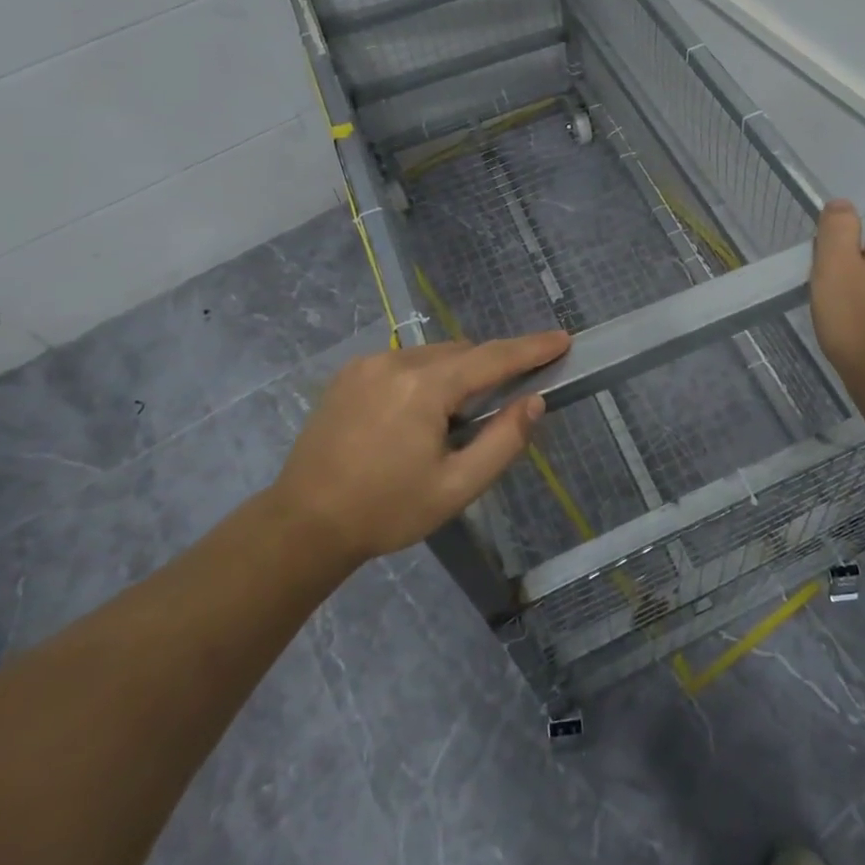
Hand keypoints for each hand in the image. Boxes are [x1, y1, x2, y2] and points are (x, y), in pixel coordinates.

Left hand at [272, 331, 569, 562]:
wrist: (302, 526)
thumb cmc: (387, 511)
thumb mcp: (457, 488)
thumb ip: (503, 441)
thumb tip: (534, 401)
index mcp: (425, 387)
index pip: (492, 358)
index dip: (531, 348)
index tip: (562, 339)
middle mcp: (396, 361)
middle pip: (462, 352)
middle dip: (489, 369)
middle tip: (502, 404)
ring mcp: (367, 364)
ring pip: (433, 355)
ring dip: (455, 374)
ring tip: (451, 421)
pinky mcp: (348, 374)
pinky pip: (404, 362)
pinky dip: (425, 377)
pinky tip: (416, 416)